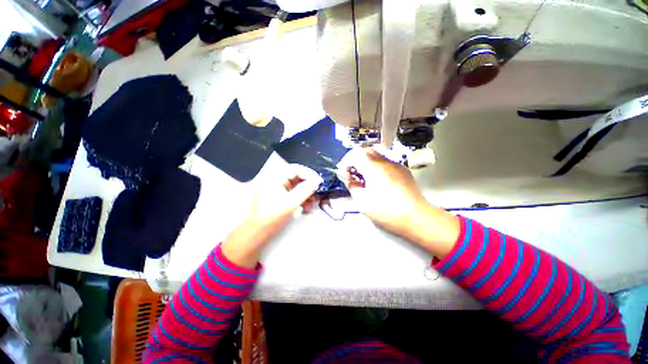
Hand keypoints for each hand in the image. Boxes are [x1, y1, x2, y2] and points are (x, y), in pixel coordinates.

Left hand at [221, 165, 322, 268]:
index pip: (295, 169)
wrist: (255, 234)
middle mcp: (274, 180)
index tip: (319, 182)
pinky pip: (293, 192)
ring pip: (296, 185)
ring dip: (306, 193)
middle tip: (316, 194)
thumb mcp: (290, 204)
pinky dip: (301, 198)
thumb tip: (317, 180)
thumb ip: (305, 190)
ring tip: (311, 204)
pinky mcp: (278, 196)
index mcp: (274, 178)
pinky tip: (305, 207)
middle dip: (308, 185)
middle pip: (296, 176)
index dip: (308, 173)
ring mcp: (276, 188)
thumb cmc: (271, 218)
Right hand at [341, 147, 459, 257]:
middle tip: (355, 173)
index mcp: (373, 168)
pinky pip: (387, 163)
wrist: (415, 217)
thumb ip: (352, 186)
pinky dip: (379, 167)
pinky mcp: (404, 171)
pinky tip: (381, 181)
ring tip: (367, 178)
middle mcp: (385, 162)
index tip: (346, 173)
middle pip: (367, 150)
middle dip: (357, 159)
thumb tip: (349, 179)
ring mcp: (396, 165)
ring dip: (368, 162)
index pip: (355, 155)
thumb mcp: (362, 201)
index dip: (347, 162)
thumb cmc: (386, 210)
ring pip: (378, 155)